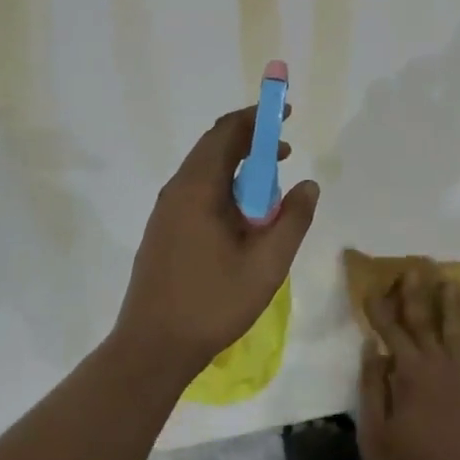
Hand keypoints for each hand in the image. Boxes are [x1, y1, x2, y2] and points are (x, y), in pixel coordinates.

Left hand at [114, 105, 318, 381]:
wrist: (152, 347)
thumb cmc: (212, 303)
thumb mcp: (267, 263)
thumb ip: (293, 219)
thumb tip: (308, 186)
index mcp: (198, 188)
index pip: (228, 132)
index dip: (258, 117)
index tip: (285, 113)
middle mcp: (177, 190)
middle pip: (214, 146)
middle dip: (252, 140)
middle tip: (286, 149)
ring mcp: (166, 211)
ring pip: (205, 170)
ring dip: (239, 166)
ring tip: (273, 184)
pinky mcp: (164, 231)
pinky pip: (197, 191)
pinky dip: (225, 186)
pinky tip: (244, 215)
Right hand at [357, 272, 459, 459]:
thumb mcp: (376, 436)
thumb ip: (373, 388)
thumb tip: (372, 347)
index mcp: (410, 373)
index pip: (390, 330)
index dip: (379, 308)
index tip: (370, 286)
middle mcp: (439, 365)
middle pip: (425, 321)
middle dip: (416, 294)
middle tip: (413, 268)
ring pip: (457, 331)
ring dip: (451, 305)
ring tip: (449, 282)